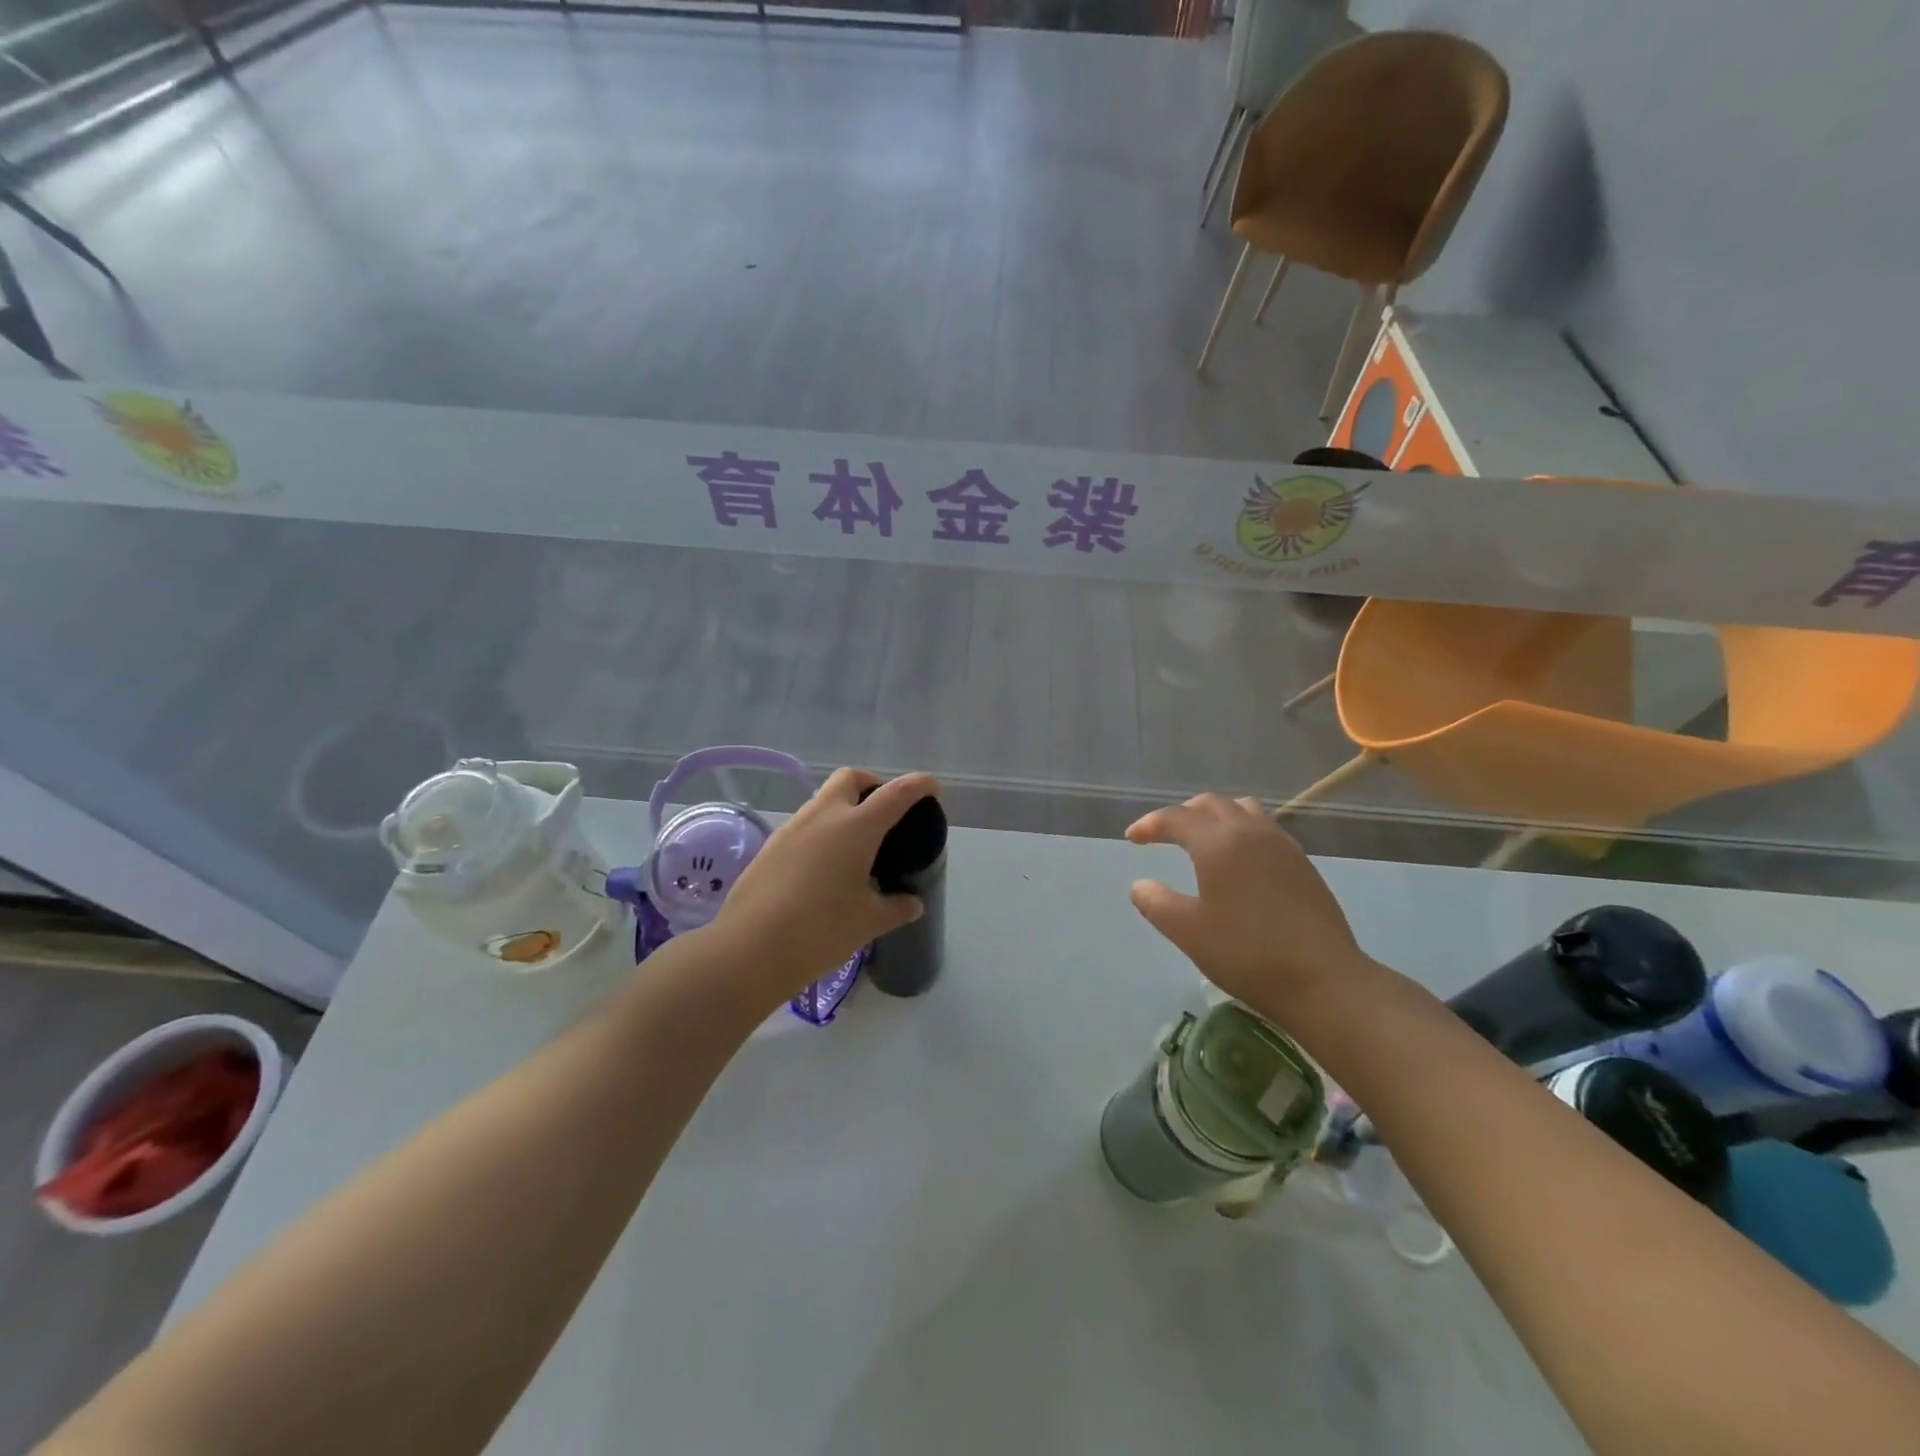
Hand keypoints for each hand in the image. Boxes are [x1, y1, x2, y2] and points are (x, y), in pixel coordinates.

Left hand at [710, 768, 937, 1002]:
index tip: (931, 787)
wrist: (750, 948)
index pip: (895, 793)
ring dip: (843, 809)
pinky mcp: (770, 847)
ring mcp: (791, 829)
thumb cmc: (821, 929)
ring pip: (822, 801)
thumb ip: (896, 908)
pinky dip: (821, 832)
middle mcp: (823, 816)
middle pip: (849, 779)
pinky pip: (803, 826)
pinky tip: (824, 866)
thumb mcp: (869, 922)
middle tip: (884, 810)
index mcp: (856, 827)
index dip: (918, 786)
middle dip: (871, 784)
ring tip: (855, 845)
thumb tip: (912, 904)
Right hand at [1126, 794, 1373, 1012]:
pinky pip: (1265, 828)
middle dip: (1182, 813)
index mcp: (1218, 843)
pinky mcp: (1302, 863)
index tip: (1132, 838)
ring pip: (1243, 809)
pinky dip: (1241, 830)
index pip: (1176, 818)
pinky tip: (1239, 860)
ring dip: (1216, 815)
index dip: (1149, 824)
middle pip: (1211, 804)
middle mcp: (1250, 832)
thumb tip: (1140, 886)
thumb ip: (1157, 903)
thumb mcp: (1188, 932)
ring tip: (1202, 838)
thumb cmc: (1247, 954)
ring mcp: (1282, 845)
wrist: (1323, 980)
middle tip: (1163, 834)